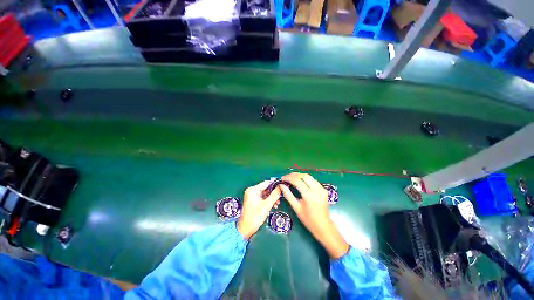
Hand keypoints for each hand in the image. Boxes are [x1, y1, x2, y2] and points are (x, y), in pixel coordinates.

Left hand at [236, 180, 280, 238]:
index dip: (275, 185)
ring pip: (266, 193)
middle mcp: (252, 191)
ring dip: (272, 198)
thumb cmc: (254, 217)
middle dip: (274, 193)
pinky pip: (263, 198)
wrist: (245, 229)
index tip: (283, 187)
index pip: (266, 183)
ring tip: (278, 204)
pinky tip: (274, 205)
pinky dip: (269, 201)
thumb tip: (281, 187)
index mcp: (253, 190)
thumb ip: (274, 195)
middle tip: (281, 197)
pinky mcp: (254, 201)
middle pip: (266, 188)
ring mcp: (253, 196)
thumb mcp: (266, 205)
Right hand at [280, 173, 348, 258]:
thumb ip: (288, 195)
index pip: (297, 181)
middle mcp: (317, 190)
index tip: (282, 178)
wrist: (323, 226)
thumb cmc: (308, 219)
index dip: (289, 178)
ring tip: (291, 177)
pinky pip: (313, 180)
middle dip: (294, 175)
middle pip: (304, 176)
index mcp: (309, 195)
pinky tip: (300, 181)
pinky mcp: (324, 189)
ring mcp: (321, 189)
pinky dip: (305, 179)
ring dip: (299, 175)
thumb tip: (281, 185)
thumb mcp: (296, 207)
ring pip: (309, 177)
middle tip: (286, 177)